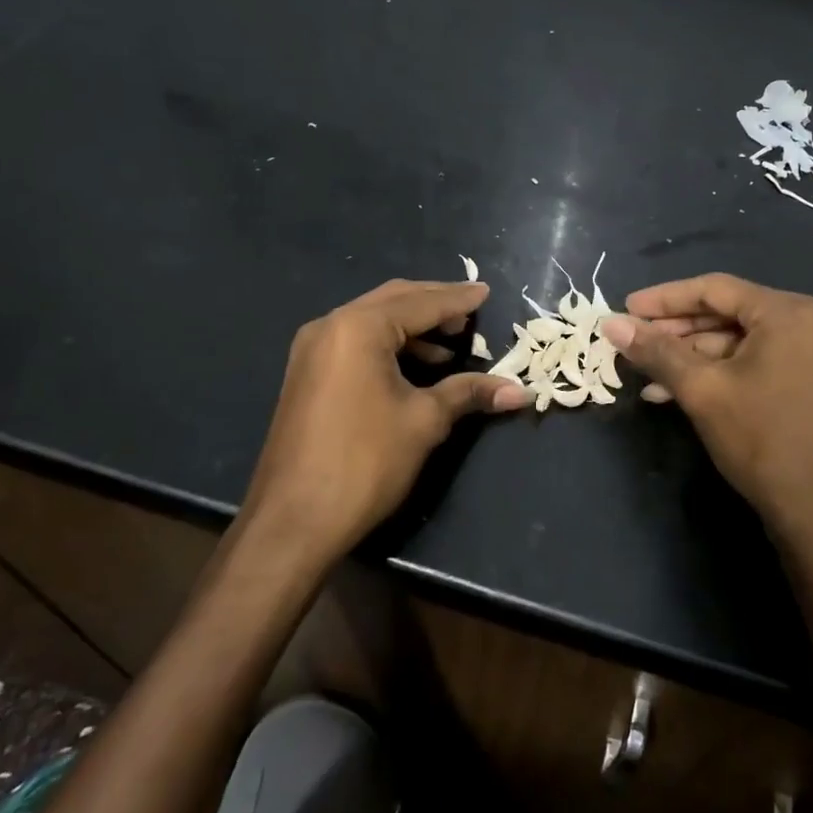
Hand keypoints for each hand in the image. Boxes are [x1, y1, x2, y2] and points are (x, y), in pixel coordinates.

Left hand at [241, 279, 527, 564]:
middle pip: (393, 301)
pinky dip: (390, 345)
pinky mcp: (307, 374)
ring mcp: (312, 350)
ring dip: (412, 327)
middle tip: (471, 313)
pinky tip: (416, 367)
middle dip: (434, 305)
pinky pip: (356, 343)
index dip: (458, 299)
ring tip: (451, 344)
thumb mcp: (424, 421)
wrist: (293, 520)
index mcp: (359, 327)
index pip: (420, 303)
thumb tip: (519, 391)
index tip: (487, 292)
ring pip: (373, 321)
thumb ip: (469, 393)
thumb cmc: (364, 461)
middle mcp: (330, 326)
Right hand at [600, 274, 812, 551]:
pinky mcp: (812, 386)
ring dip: (692, 357)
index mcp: (787, 312)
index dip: (664, 298)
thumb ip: (656, 351)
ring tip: (649, 376)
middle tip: (633, 342)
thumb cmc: (762, 439)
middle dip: (676, 330)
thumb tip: (611, 324)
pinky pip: (756, 365)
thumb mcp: (702, 390)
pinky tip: (680, 393)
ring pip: (739, 344)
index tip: (625, 309)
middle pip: (727, 314)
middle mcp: (807, 324)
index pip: (714, 289)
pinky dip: (718, 374)